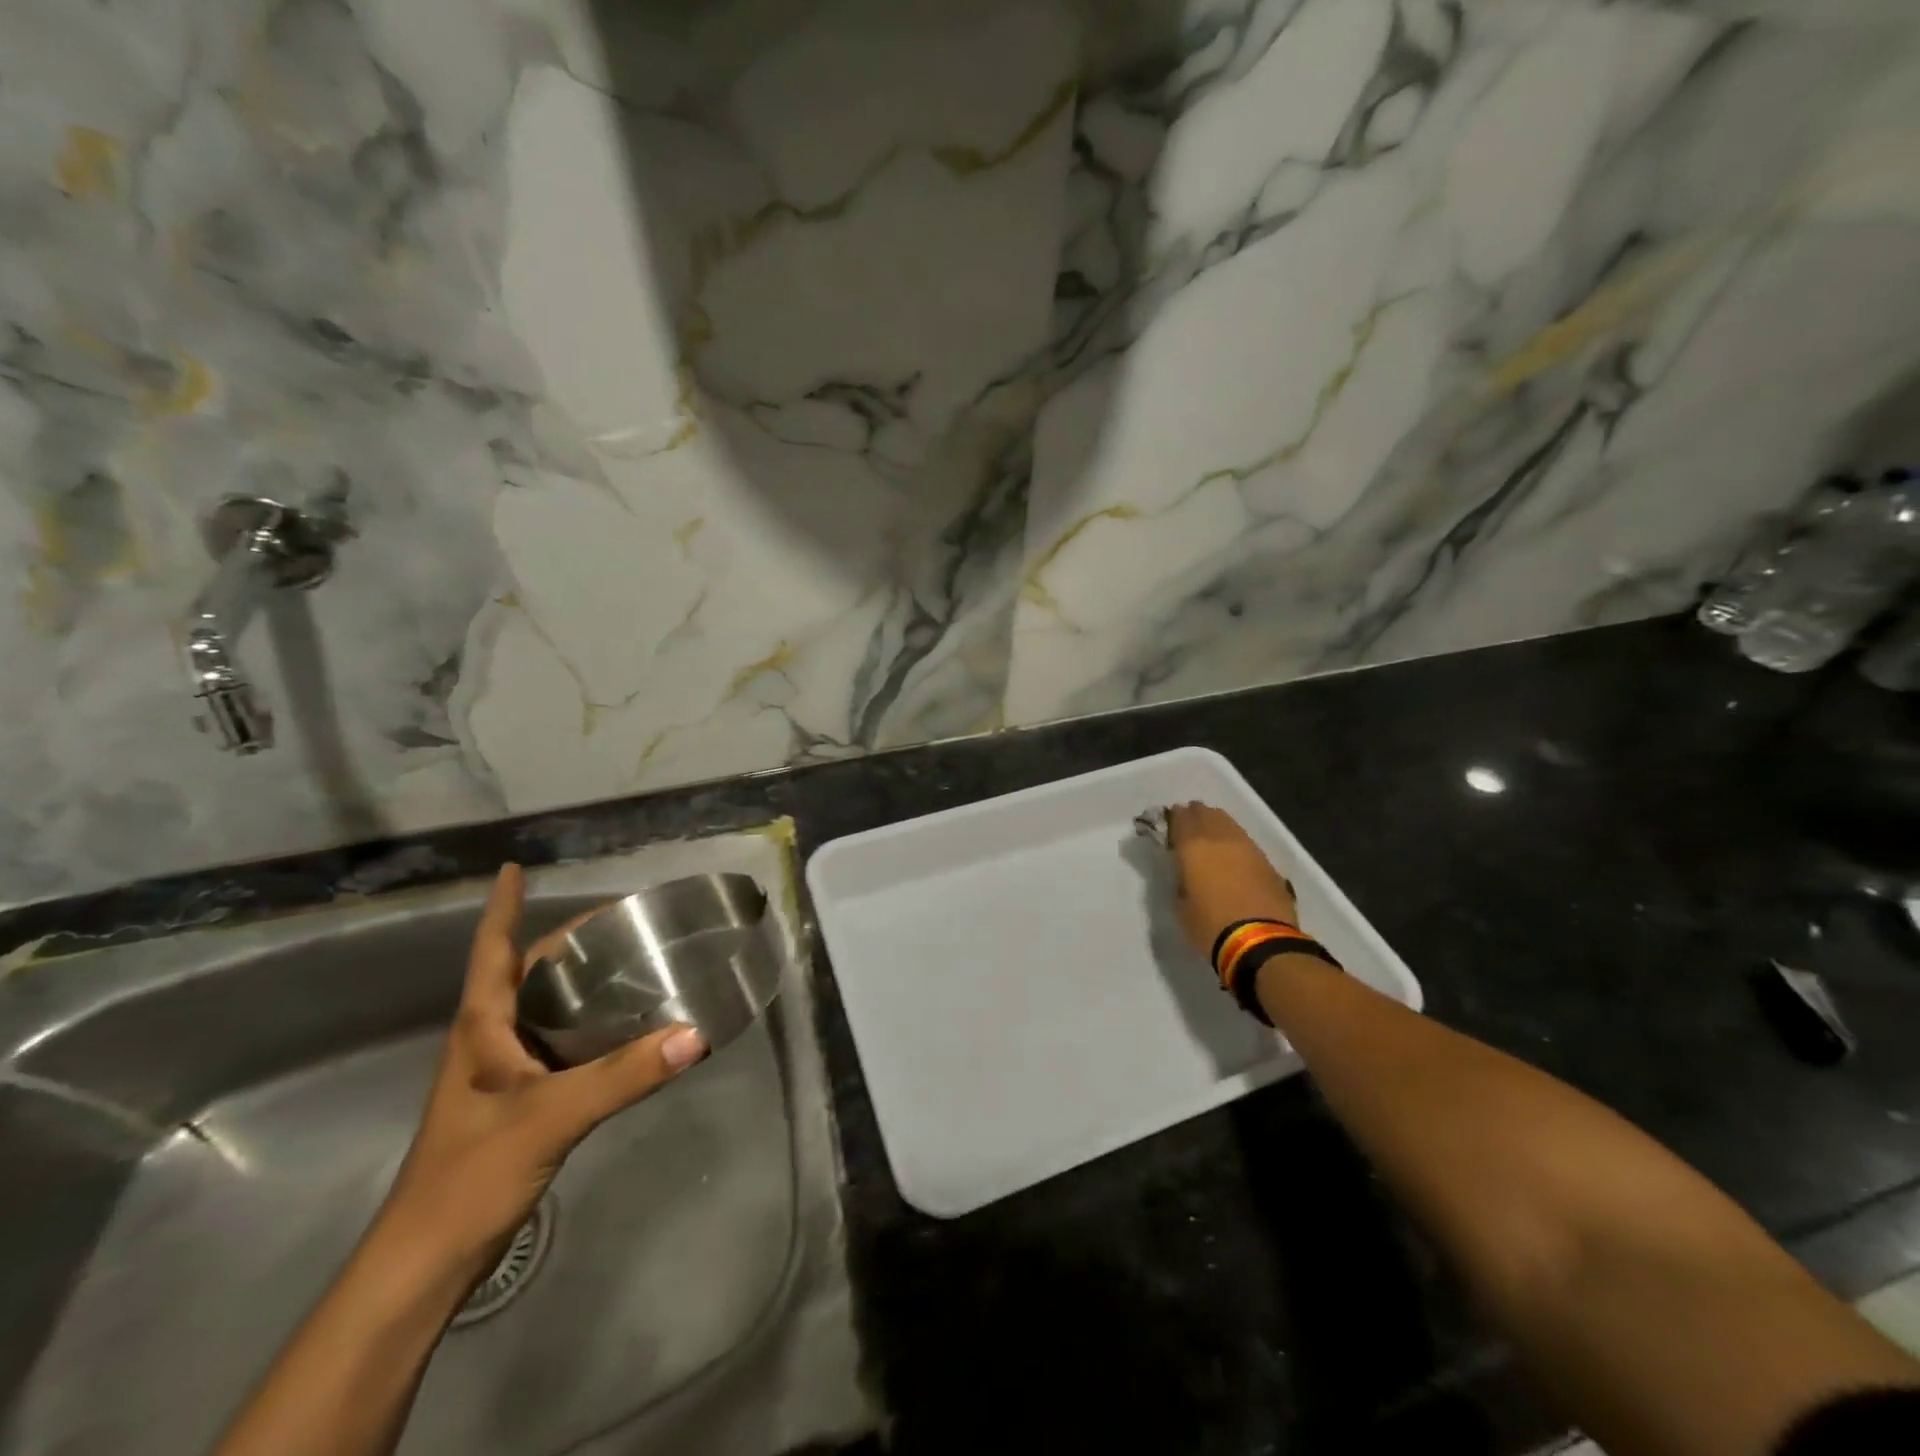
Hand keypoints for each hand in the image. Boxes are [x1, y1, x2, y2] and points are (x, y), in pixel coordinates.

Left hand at [380, 864, 707, 1273]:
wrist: (429, 1262)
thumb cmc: (470, 1174)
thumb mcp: (551, 1116)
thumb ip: (624, 1075)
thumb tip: (696, 1033)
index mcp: (481, 1026)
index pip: (491, 950)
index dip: (502, 907)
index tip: (515, 867)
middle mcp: (489, 1039)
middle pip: (527, 972)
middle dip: (566, 941)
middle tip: (621, 919)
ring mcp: (503, 1072)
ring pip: (546, 1008)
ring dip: (581, 981)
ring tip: (633, 960)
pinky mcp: (522, 1101)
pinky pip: (562, 1043)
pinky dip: (591, 1025)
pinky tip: (626, 1027)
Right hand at [1166, 803, 1297, 959]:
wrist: (1261, 942)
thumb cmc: (1211, 926)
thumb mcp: (1181, 905)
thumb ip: (1180, 880)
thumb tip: (1186, 873)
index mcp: (1192, 846)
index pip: (1180, 818)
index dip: (1173, 818)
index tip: (1168, 825)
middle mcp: (1219, 838)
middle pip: (1205, 813)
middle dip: (1195, 816)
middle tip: (1188, 827)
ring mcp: (1247, 847)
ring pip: (1227, 823)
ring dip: (1216, 824)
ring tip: (1210, 837)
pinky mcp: (1266, 861)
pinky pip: (1243, 840)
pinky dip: (1234, 840)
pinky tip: (1232, 853)